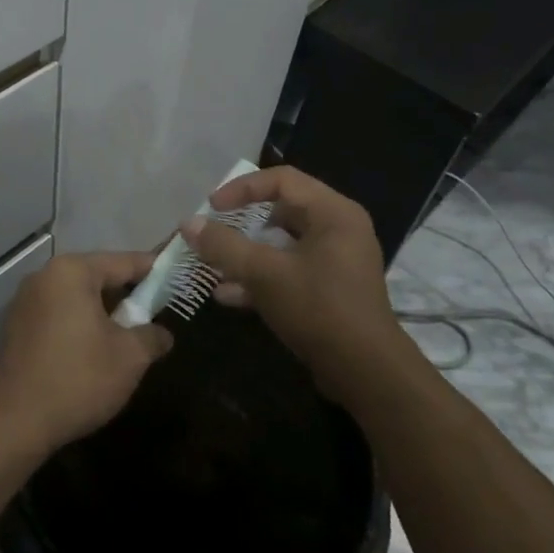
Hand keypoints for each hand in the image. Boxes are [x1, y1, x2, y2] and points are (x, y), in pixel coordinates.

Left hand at [0, 253, 171, 452]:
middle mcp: (45, 276)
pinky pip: (60, 314)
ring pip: (78, 296)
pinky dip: (81, 324)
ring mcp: (26, 301)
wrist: (15, 422)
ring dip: (104, 312)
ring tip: (130, 334)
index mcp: (72, 271)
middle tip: (157, 313)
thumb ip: (152, 335)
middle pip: (98, 276)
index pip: (124, 261)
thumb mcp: (130, 357)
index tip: (179, 279)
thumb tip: (162, 333)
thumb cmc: (78, 378)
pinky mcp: (17, 326)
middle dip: (128, 294)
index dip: (155, 271)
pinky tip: (96, 349)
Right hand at [180, 166, 400, 402]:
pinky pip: (291, 270)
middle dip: (243, 222)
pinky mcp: (332, 289)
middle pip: (283, 210)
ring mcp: (338, 261)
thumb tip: (187, 224)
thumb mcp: (264, 274)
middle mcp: (340, 229)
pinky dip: (263, 277)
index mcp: (333, 213)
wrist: (365, 372)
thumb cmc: (318, 309)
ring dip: (248, 253)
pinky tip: (229, 295)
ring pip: (284, 244)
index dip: (242, 188)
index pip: (282, 180)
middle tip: (215, 231)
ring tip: (215, 265)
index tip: (211, 207)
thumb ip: (224, 246)